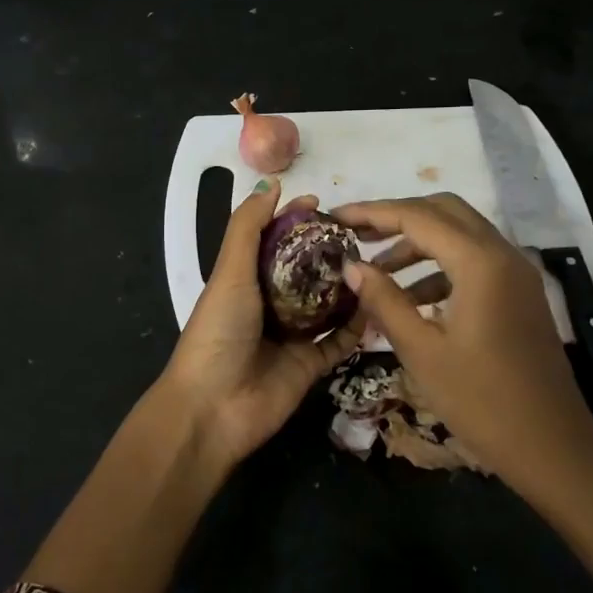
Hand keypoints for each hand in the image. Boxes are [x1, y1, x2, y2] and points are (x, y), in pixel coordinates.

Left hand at [159, 180, 364, 463]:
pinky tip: (379, 305)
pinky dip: (358, 327)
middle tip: (361, 234)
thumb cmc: (218, 331)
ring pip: (327, 305)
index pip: (274, 241)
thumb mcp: (230, 272)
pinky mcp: (310, 365)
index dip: (294, 220)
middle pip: (305, 272)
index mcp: (245, 280)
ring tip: (378, 263)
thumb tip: (271, 184)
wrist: (213, 408)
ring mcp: (292, 337)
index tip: (324, 204)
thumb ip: (247, 228)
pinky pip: (340, 342)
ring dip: (348, 287)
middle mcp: (269, 305)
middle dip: (328, 252)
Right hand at [332, 193, 592, 486]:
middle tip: (355, 234)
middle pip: (442, 211)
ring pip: (459, 234)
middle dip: (396, 217)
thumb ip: (384, 300)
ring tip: (375, 271)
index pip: (417, 216)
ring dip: (417, 242)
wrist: (553, 448)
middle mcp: (503, 254)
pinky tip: (410, 298)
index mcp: (480, 263)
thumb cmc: (482, 401)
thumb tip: (351, 266)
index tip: (335, 217)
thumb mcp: (421, 351)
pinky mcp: (518, 294)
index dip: (372, 212)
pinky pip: (473, 261)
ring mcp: (516, 273)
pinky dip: (439, 266)